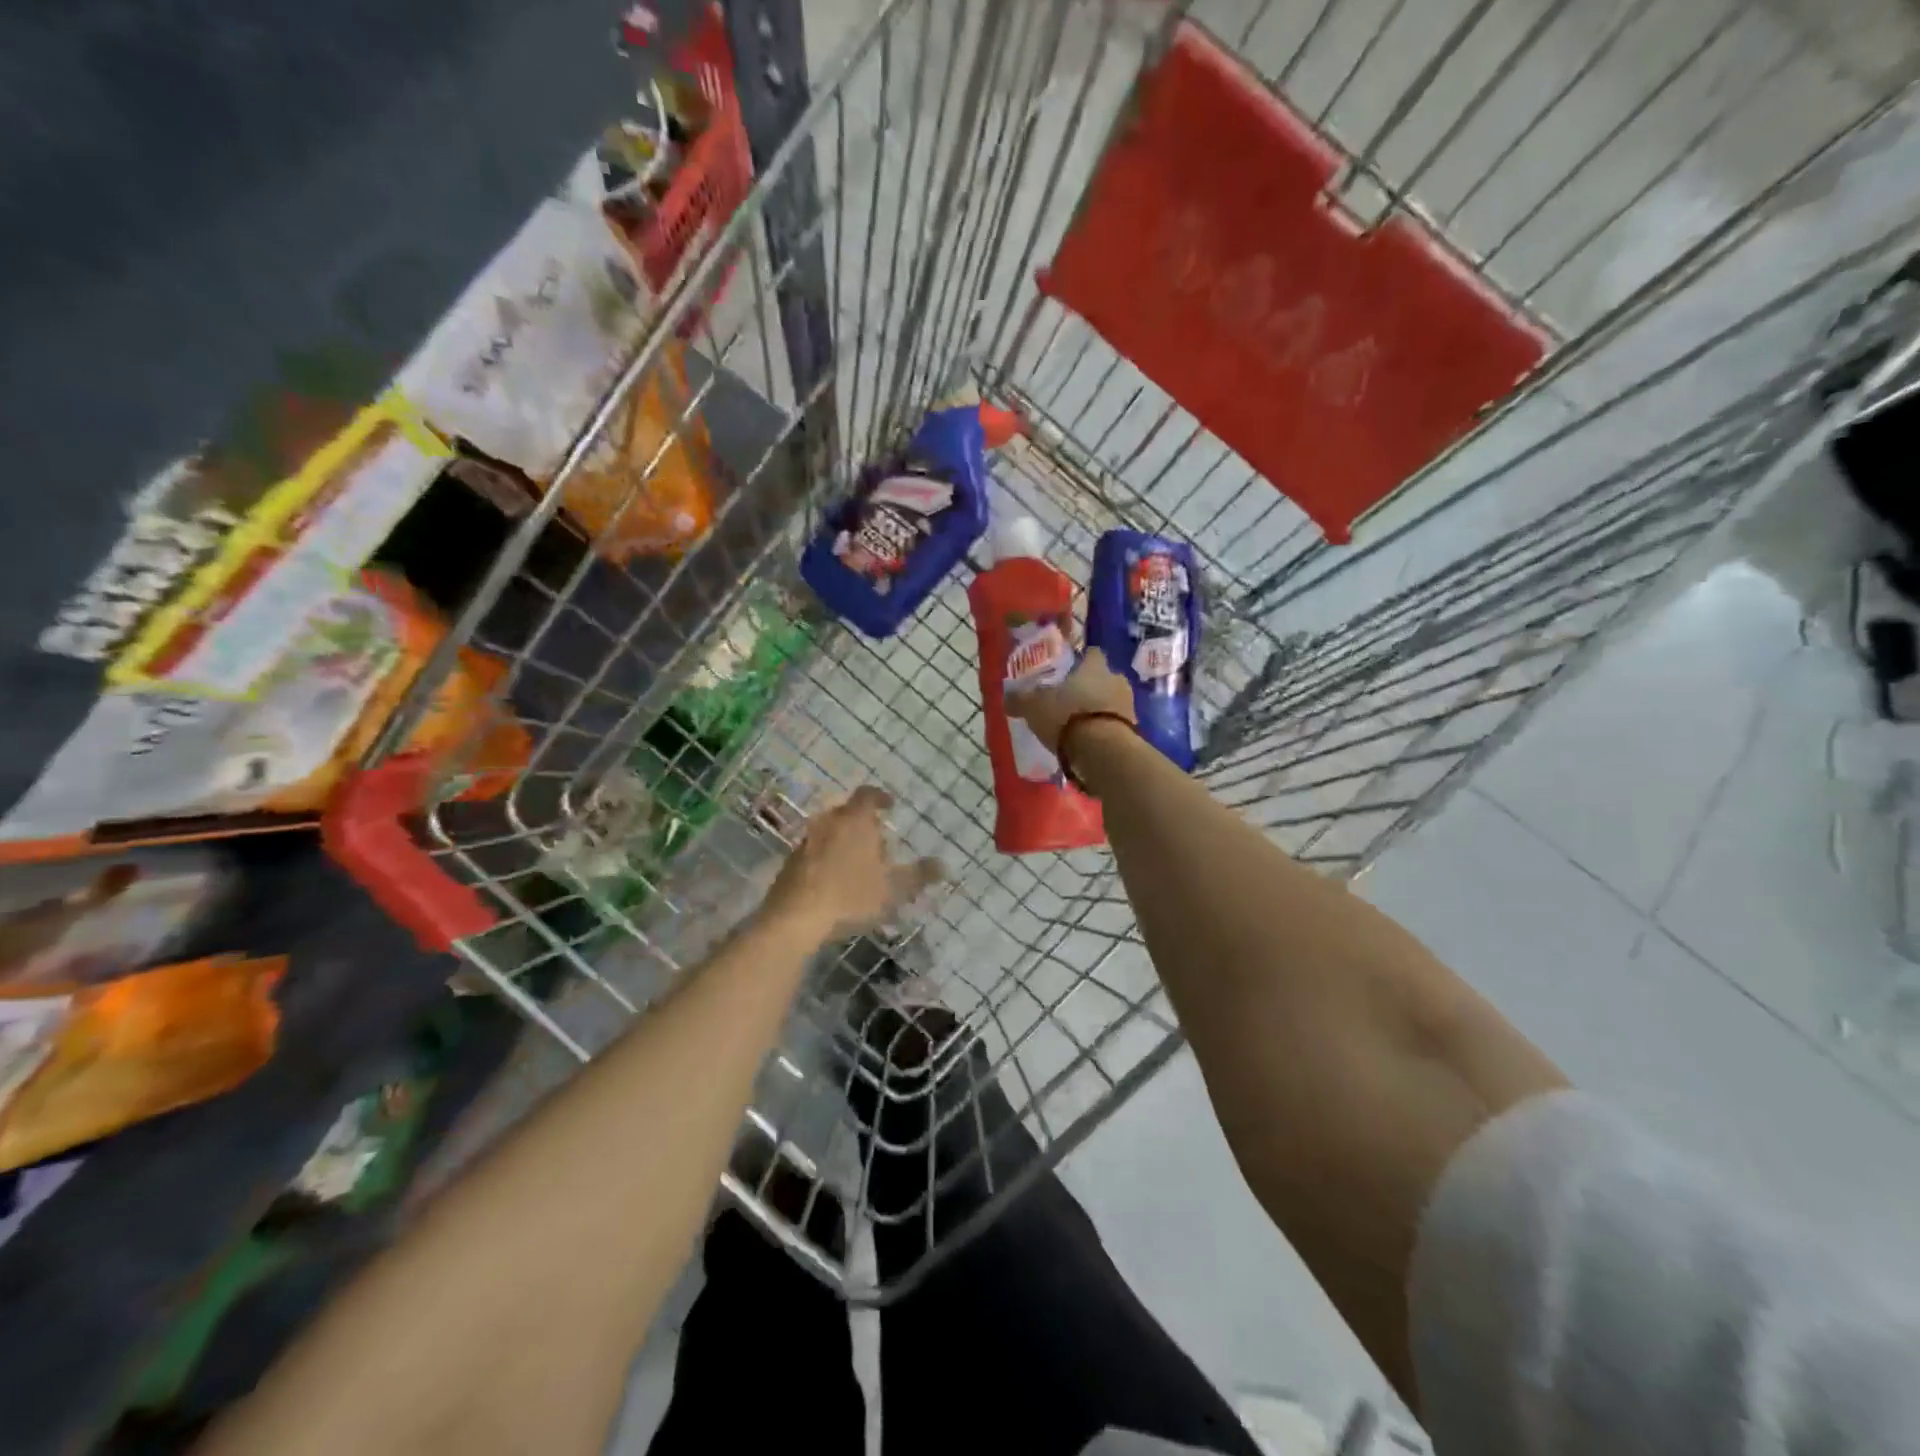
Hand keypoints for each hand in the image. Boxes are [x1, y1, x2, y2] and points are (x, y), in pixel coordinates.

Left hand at [762, 786, 941, 942]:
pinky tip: (833, 882)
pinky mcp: (789, 863)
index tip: (890, 805)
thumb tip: (943, 865)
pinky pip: (814, 852)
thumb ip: (919, 875)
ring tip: (857, 865)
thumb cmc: (850, 896)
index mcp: (855, 820)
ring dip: (843, 842)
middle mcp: (828, 822)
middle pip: (848, 813)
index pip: (868, 795)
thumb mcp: (894, 889)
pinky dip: (826, 858)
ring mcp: (805, 842)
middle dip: (863, 824)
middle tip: (878, 842)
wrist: (794, 919)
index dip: (880, 797)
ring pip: (829, 832)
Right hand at [1006, 649, 1136, 754]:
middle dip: (1091, 686)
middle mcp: (1116, 679)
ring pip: (1113, 700)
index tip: (1070, 670)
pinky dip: (1106, 729)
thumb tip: (1007, 696)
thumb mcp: (1034, 707)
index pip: (1092, 653)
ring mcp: (1129, 705)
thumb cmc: (1067, 717)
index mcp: (1094, 667)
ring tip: (1081, 724)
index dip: (1082, 660)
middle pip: (1105, 678)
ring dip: (1100, 708)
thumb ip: (1021, 700)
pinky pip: (1118, 724)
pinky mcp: (1134, 730)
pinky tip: (1091, 741)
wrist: (1103, 751)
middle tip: (1072, 699)